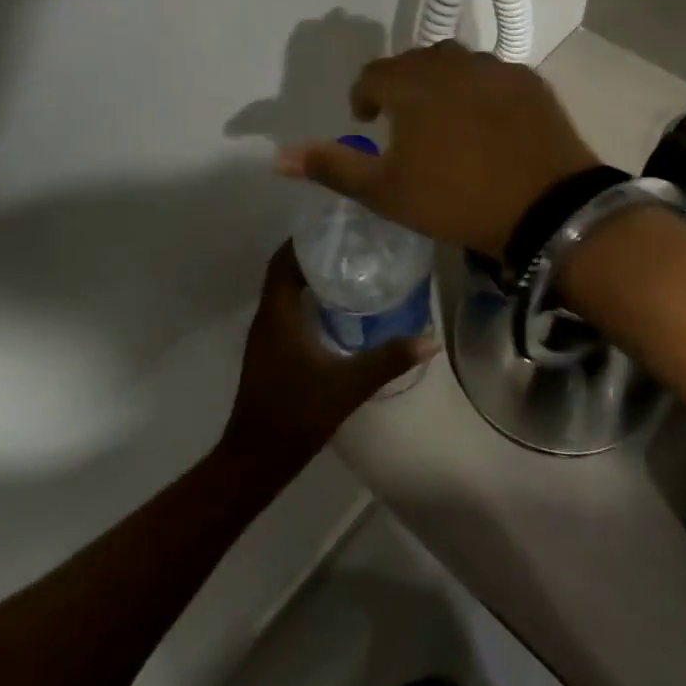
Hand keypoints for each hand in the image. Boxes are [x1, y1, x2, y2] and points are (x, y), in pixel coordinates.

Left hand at [218, 245, 434, 472]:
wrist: (256, 458)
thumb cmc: (297, 413)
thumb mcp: (348, 384)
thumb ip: (388, 359)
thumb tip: (428, 340)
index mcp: (278, 314)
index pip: (284, 261)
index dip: (305, 240)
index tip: (336, 228)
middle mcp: (266, 318)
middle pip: (284, 272)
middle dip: (313, 255)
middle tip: (351, 245)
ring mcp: (265, 338)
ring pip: (283, 293)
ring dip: (309, 278)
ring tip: (348, 269)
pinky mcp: (269, 354)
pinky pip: (286, 312)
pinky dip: (306, 301)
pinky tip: (335, 311)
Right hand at [276, 42, 599, 256]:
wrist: (546, 207)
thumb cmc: (455, 199)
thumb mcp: (385, 191)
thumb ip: (332, 166)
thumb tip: (277, 156)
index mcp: (411, 85)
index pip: (374, 75)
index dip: (364, 97)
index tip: (367, 122)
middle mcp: (451, 63)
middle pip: (414, 62)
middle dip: (401, 86)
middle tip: (403, 121)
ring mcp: (496, 68)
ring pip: (455, 63)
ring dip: (440, 83)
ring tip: (444, 118)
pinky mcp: (530, 82)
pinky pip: (492, 74)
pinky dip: (479, 89)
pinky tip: (488, 121)